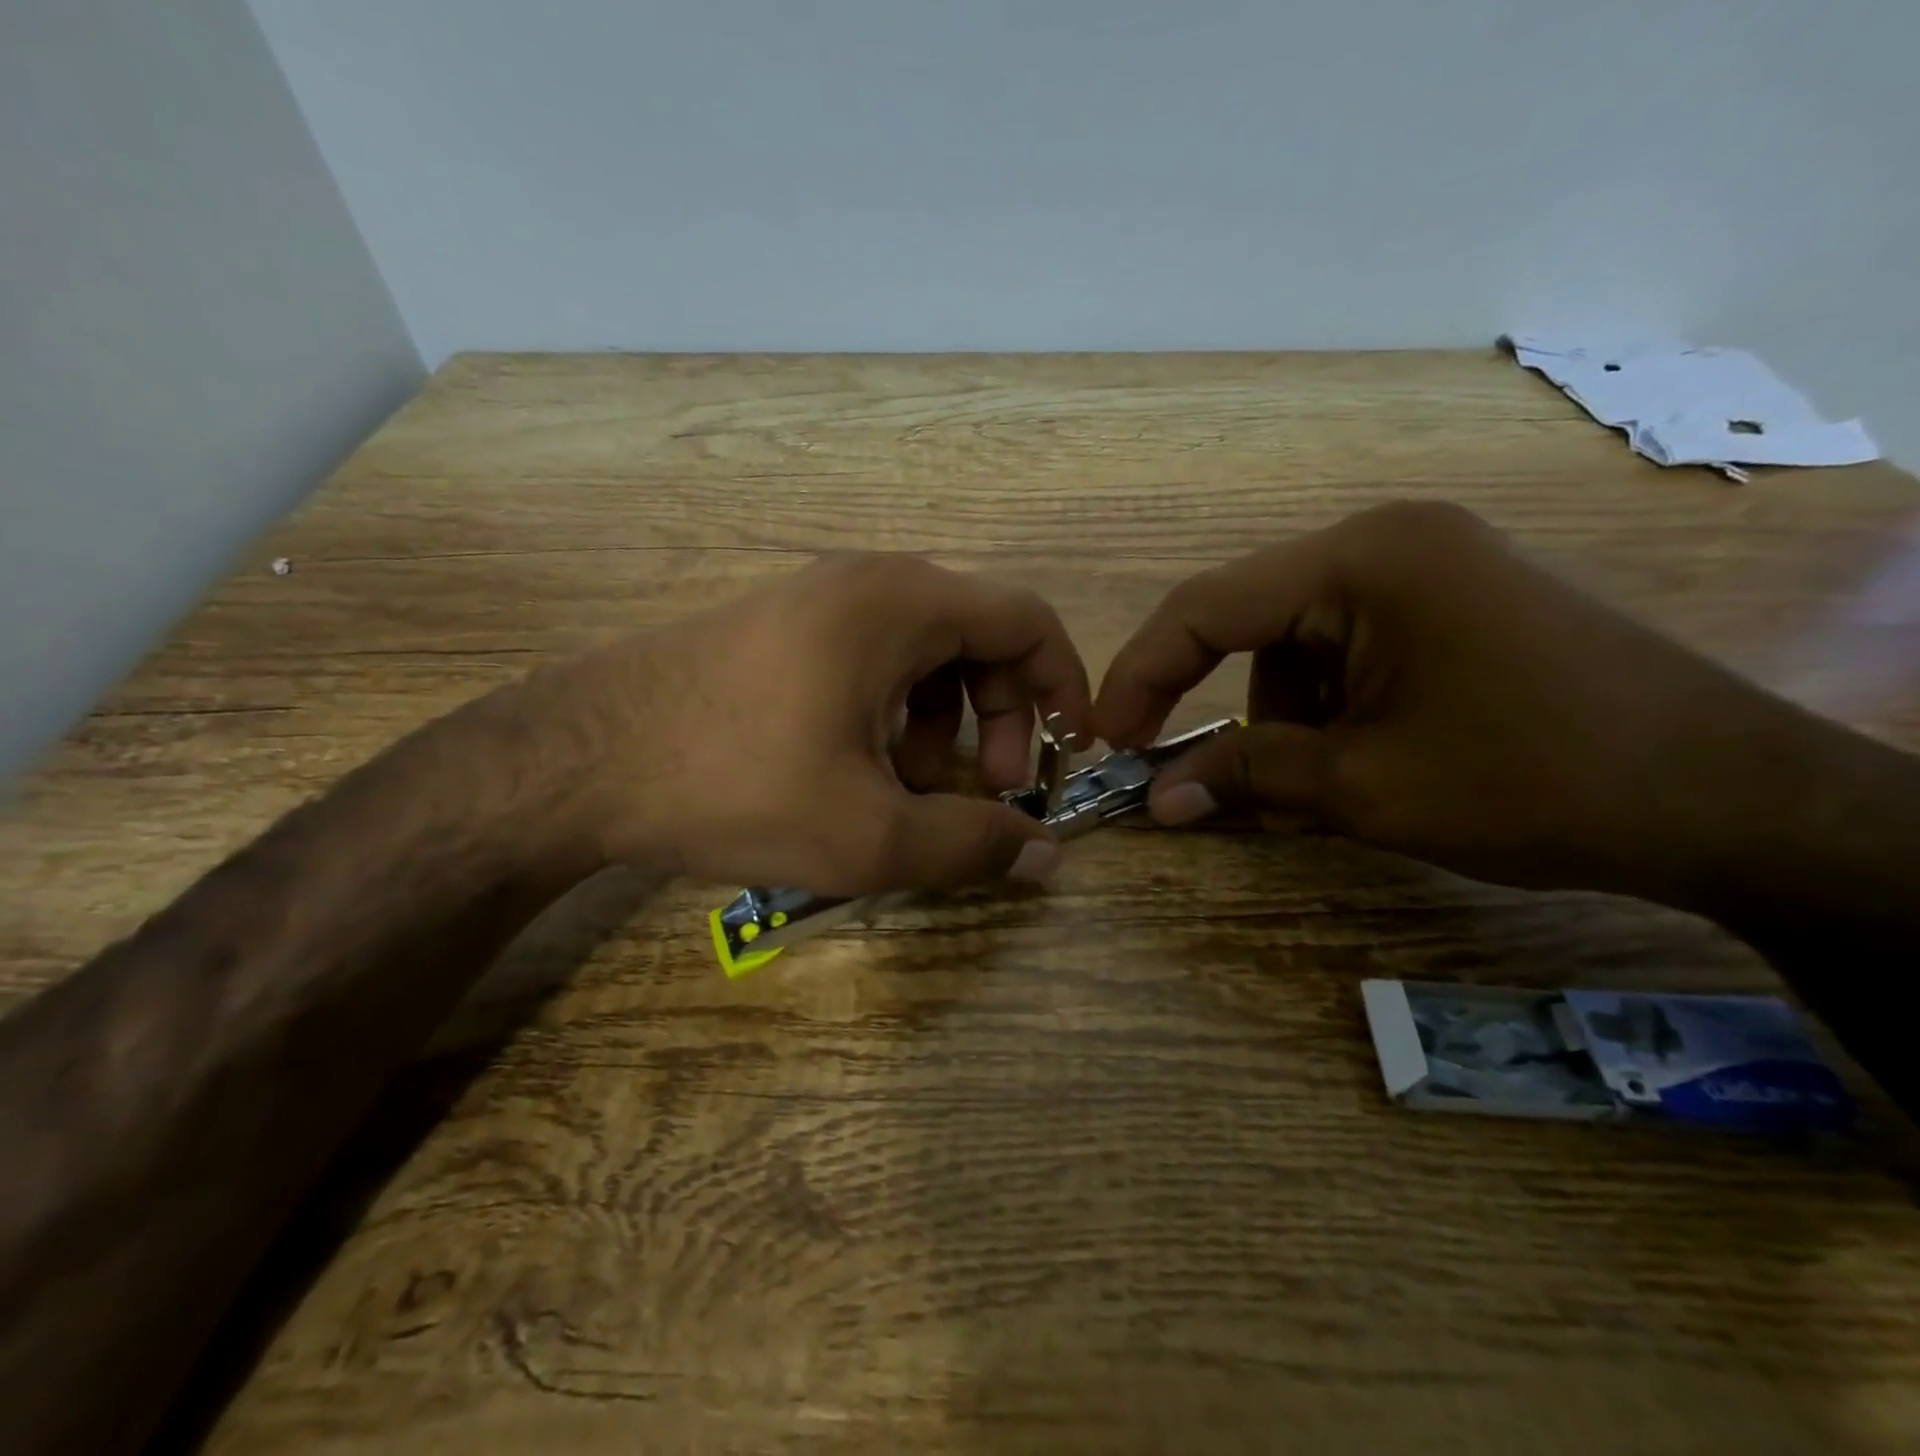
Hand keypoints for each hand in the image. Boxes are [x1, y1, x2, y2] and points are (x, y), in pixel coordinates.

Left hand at [548, 553, 1091, 894]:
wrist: (576, 759)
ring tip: (913, 790)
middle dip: (1000, 717)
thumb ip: (972, 845)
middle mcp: (866, 581)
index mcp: (900, 602)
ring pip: (924, 652)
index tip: (1068, 751)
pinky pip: (873, 657)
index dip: (1063, 684)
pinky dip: (895, 711)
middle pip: (978, 636)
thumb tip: (1049, 858)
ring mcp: (817, 598)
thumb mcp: (867, 833)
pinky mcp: (782, 627)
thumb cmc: (733, 784)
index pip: (1026, 619)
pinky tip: (861, 767)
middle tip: (986, 792)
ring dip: (945, 722)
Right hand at [1094, 500, 1816, 897]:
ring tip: (1306, 784)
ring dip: (1278, 716)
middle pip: (1248, 620)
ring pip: (1296, 643)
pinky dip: (1326, 709)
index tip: (1105, 736)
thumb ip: (1246, 777)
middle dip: (1209, 699)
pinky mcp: (1451, 604)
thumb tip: (1156, 803)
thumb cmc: (1537, 783)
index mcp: (1363, 560)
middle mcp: (1387, 542)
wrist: (1735, 803)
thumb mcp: (1366, 787)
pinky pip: (1347, 650)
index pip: (1205, 607)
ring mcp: (1426, 568)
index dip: (1140, 674)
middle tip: (1178, 768)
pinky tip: (1353, 761)